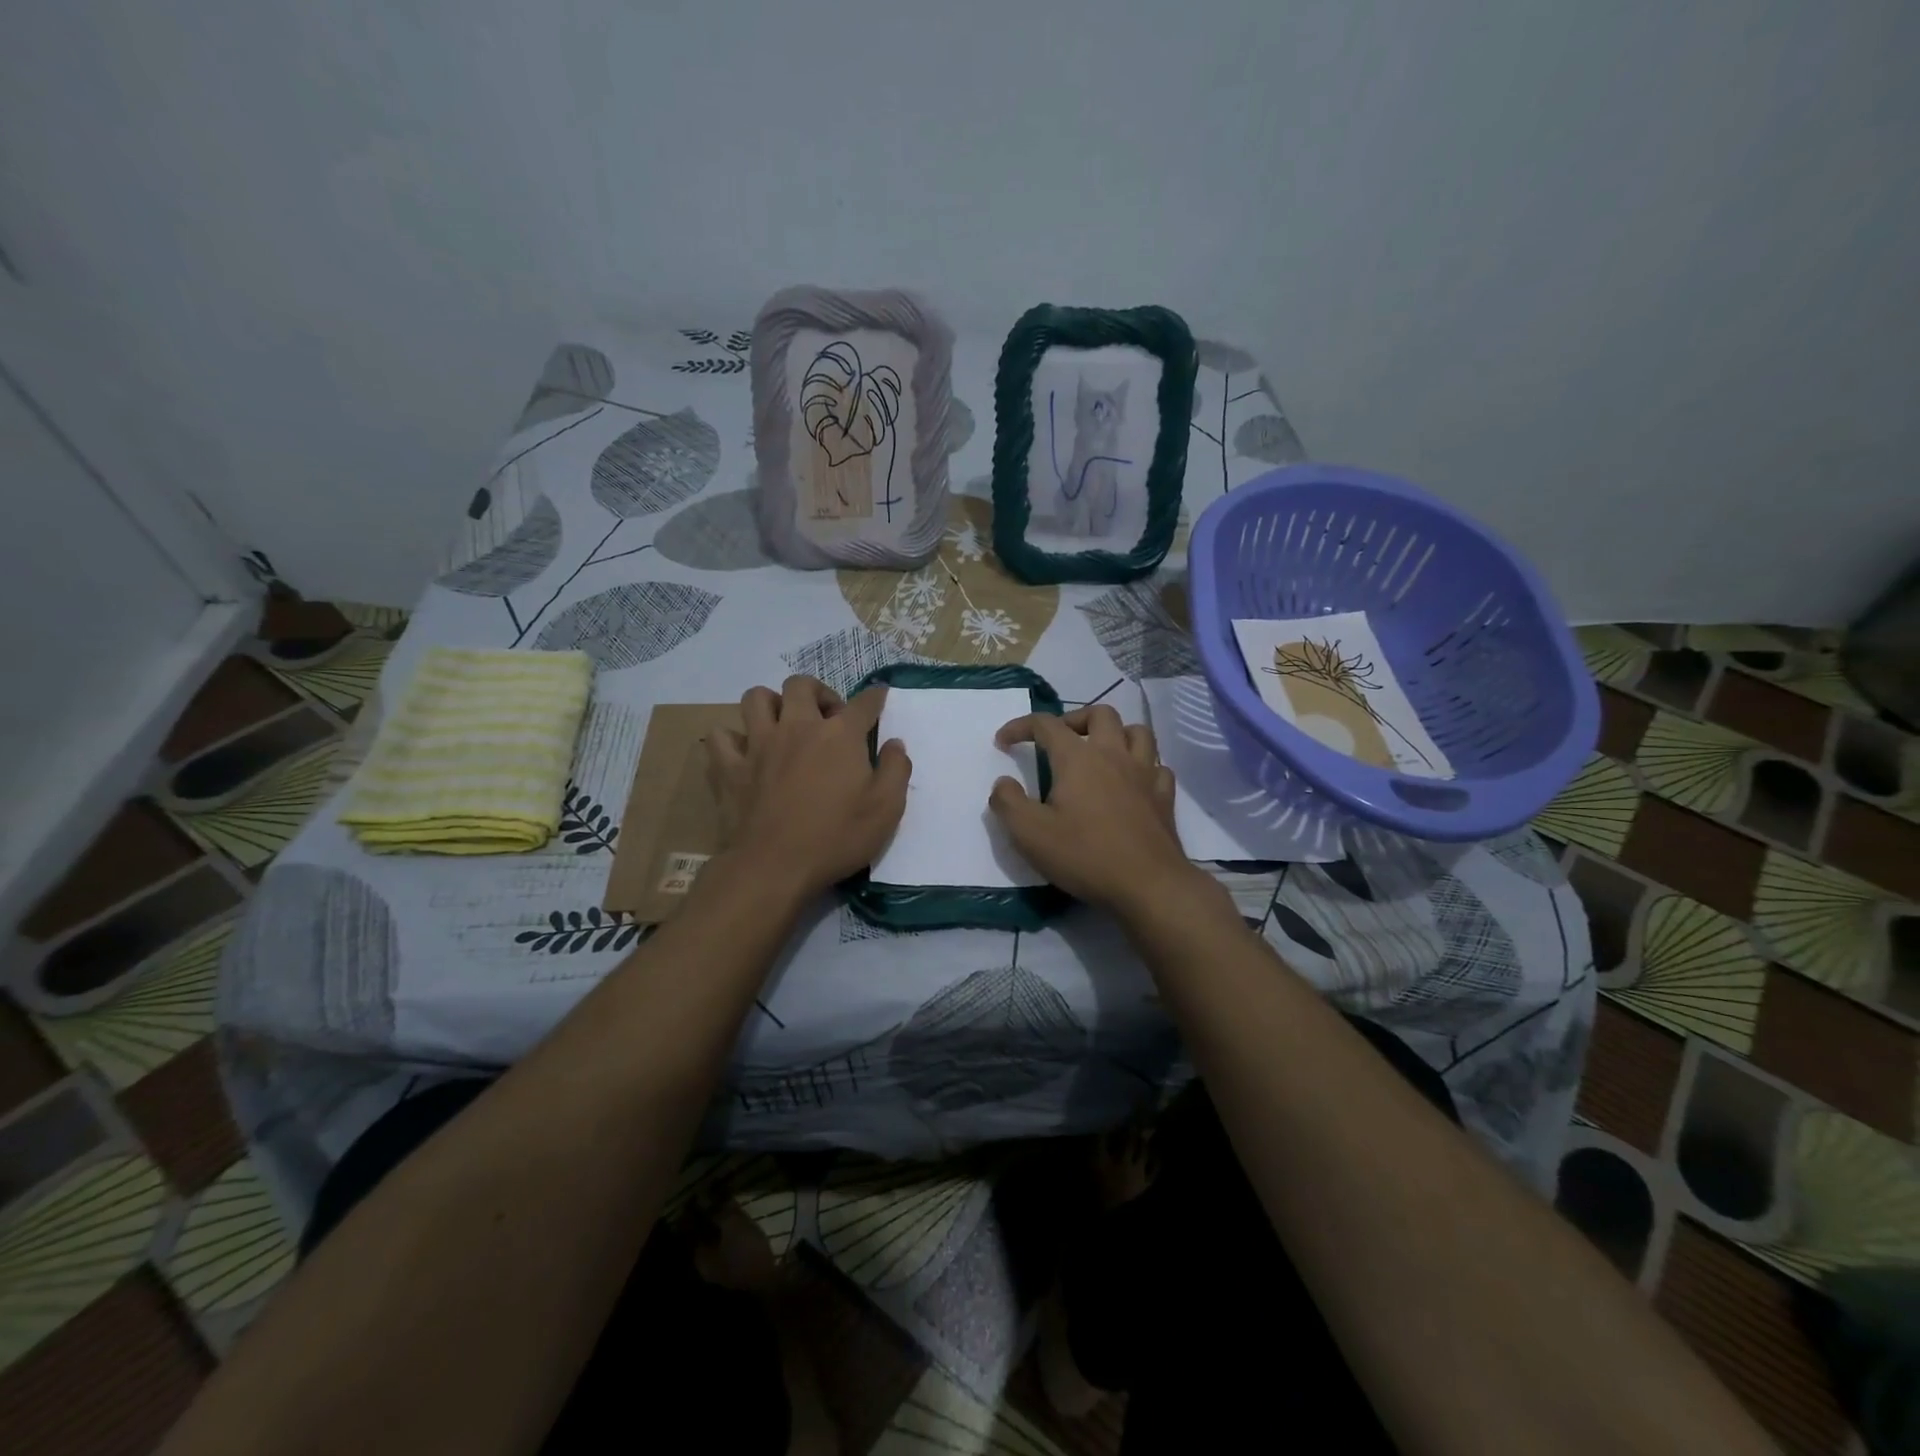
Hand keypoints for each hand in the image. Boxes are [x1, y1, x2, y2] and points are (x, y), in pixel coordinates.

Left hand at [705, 676, 910, 897]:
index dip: (875, 697)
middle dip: (818, 692)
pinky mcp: (729, 767)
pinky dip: (732, 739)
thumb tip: (895, 744)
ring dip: (771, 705)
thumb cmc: (837, 838)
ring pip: (756, 698)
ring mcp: (758, 744)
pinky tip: (744, 753)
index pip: (863, 703)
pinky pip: (720, 737)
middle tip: (827, 718)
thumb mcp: (887, 809)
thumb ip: (896, 770)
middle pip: (801, 685)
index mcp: (839, 735)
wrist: (774, 867)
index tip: (879, 697)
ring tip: (782, 725)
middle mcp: (797, 727)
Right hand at [987, 705, 1191, 908]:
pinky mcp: (1165, 797)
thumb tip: (1003, 783)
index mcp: (1078, 758)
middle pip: (1100, 714)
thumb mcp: (1030, 834)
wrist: (1148, 885)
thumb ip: (1008, 802)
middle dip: (1074, 719)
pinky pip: (1157, 766)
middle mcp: (1114, 754)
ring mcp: (1145, 774)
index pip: (1045, 724)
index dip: (1020, 726)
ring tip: (1100, 752)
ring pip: (1137, 732)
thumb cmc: (1085, 856)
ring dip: (1116, 733)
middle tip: (1058, 741)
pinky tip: (1133, 782)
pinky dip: (1143, 765)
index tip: (1003, 741)